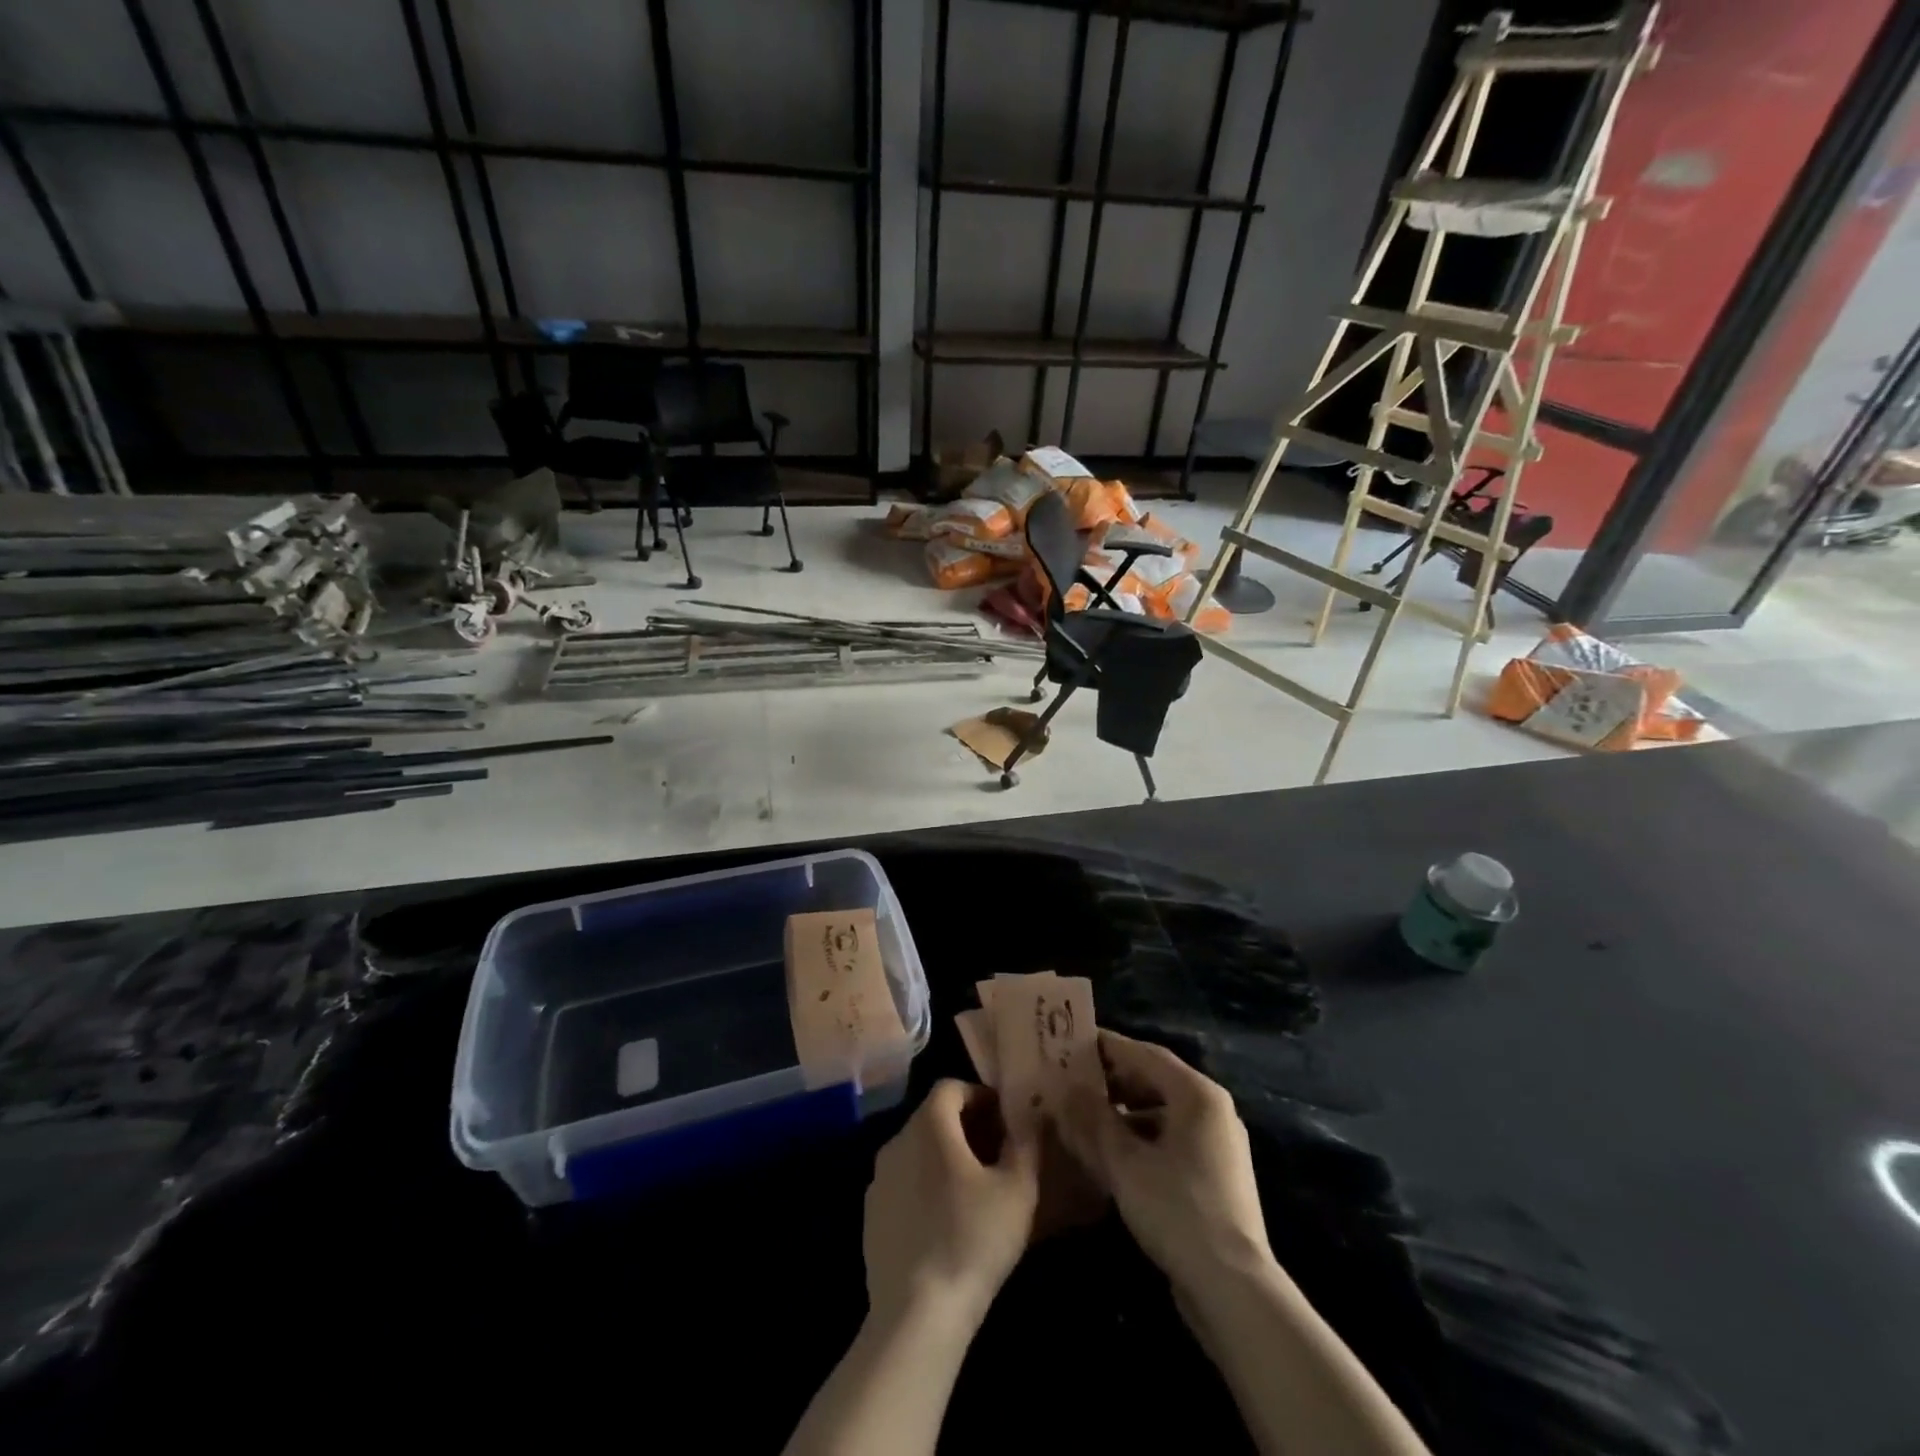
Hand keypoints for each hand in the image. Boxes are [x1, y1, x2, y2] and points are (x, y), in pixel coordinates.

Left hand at [864, 1079, 1038, 1331]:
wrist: (917, 1313)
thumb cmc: (973, 1238)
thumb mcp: (1017, 1190)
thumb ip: (1025, 1144)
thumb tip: (1031, 1117)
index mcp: (929, 1125)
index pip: (950, 1087)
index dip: (979, 1095)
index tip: (1004, 1118)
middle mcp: (897, 1140)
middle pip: (932, 1117)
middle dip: (966, 1125)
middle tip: (997, 1151)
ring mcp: (879, 1179)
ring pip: (916, 1150)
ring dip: (945, 1155)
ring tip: (975, 1187)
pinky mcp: (871, 1215)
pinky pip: (903, 1182)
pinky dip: (925, 1184)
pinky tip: (947, 1219)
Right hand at [1061, 1030, 1272, 1298]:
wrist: (1233, 1290)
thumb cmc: (1177, 1210)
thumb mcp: (1124, 1162)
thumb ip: (1092, 1119)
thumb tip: (1065, 1088)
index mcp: (1197, 1094)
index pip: (1144, 1054)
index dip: (1106, 1047)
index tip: (1071, 1043)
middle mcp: (1213, 1110)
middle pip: (1155, 1080)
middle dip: (1113, 1080)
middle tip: (1072, 1081)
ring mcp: (1218, 1144)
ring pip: (1162, 1112)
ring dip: (1124, 1111)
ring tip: (1085, 1117)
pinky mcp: (1216, 1176)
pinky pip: (1172, 1139)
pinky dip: (1142, 1137)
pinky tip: (1112, 1155)